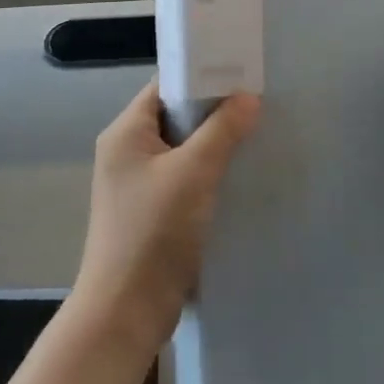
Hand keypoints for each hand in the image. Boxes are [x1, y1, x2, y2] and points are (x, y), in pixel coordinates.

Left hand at [74, 81, 259, 353]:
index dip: (202, 75)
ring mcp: (137, 184)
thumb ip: (222, 130)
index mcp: (125, 132)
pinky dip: (209, 173)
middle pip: (175, 116)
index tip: (242, 73)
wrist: (126, 310)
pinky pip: (184, 178)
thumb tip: (249, 97)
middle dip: (215, 111)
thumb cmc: (154, 231)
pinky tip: (239, 176)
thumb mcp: (193, 172)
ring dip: (215, 145)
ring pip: (183, 149)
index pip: (165, 86)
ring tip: (256, 136)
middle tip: (257, 106)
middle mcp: (126, 152)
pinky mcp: (151, 212)